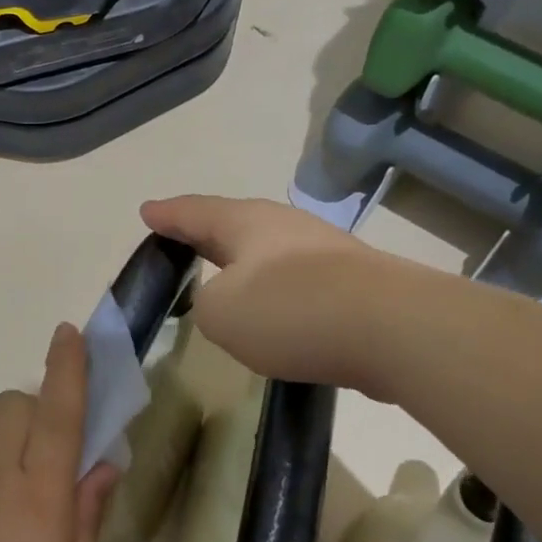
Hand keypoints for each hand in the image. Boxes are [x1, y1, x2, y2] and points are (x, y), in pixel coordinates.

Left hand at [0, 324, 117, 541]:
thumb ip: (88, 515)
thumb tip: (103, 464)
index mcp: (39, 495)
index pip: (58, 414)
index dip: (67, 369)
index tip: (69, 332)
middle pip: (14, 404)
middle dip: (40, 409)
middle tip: (54, 455)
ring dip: (12, 436)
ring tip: (20, 491)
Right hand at [142, 194, 416, 399]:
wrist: (394, 330)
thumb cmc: (291, 310)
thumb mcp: (220, 314)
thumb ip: (207, 304)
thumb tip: (230, 302)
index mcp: (245, 223)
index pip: (194, 212)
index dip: (167, 215)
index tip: (147, 212)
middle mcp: (284, 226)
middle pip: (234, 224)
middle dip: (206, 232)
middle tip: (182, 237)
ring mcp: (325, 250)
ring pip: (269, 251)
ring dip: (244, 263)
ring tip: (225, 275)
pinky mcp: (354, 282)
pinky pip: (297, 279)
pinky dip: (276, 289)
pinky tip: (275, 309)